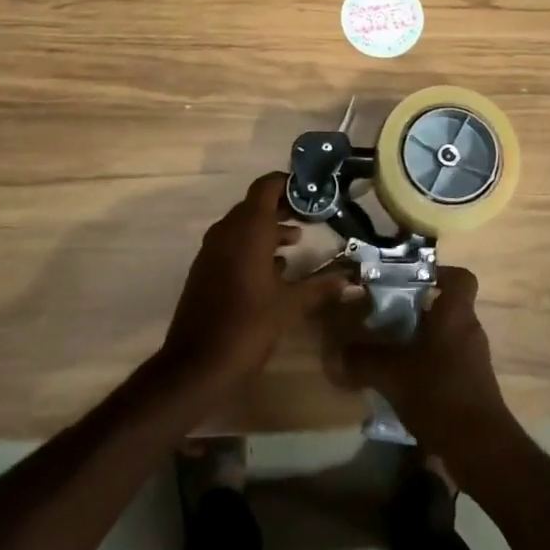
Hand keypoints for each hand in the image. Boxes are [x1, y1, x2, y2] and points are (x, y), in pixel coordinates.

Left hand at [159, 173, 343, 393]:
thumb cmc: (247, 326)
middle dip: (283, 206)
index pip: (266, 186)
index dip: (288, 183)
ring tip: (298, 240)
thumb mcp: (290, 306)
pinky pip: (232, 243)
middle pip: (256, 204)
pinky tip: (274, 268)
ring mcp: (212, 250)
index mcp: (248, 229)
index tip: (313, 190)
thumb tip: (352, 281)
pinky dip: (253, 245)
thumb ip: (321, 287)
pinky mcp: (205, 269)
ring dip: (269, 228)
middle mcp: (227, 231)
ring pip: (244, 225)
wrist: (196, 365)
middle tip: (312, 214)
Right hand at [324, 265, 515, 463]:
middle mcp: (469, 329)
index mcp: (456, 314)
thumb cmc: (439, 394)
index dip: (438, 273)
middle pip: (447, 306)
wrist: (481, 449)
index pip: (460, 277)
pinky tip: (404, 383)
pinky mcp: (473, 385)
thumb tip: (335, 352)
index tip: (409, 280)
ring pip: (446, 335)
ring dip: (421, 339)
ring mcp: (474, 358)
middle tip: (386, 315)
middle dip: (418, 309)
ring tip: (389, 350)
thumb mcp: (392, 375)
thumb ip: (363, 360)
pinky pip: (449, 361)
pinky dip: (429, 365)